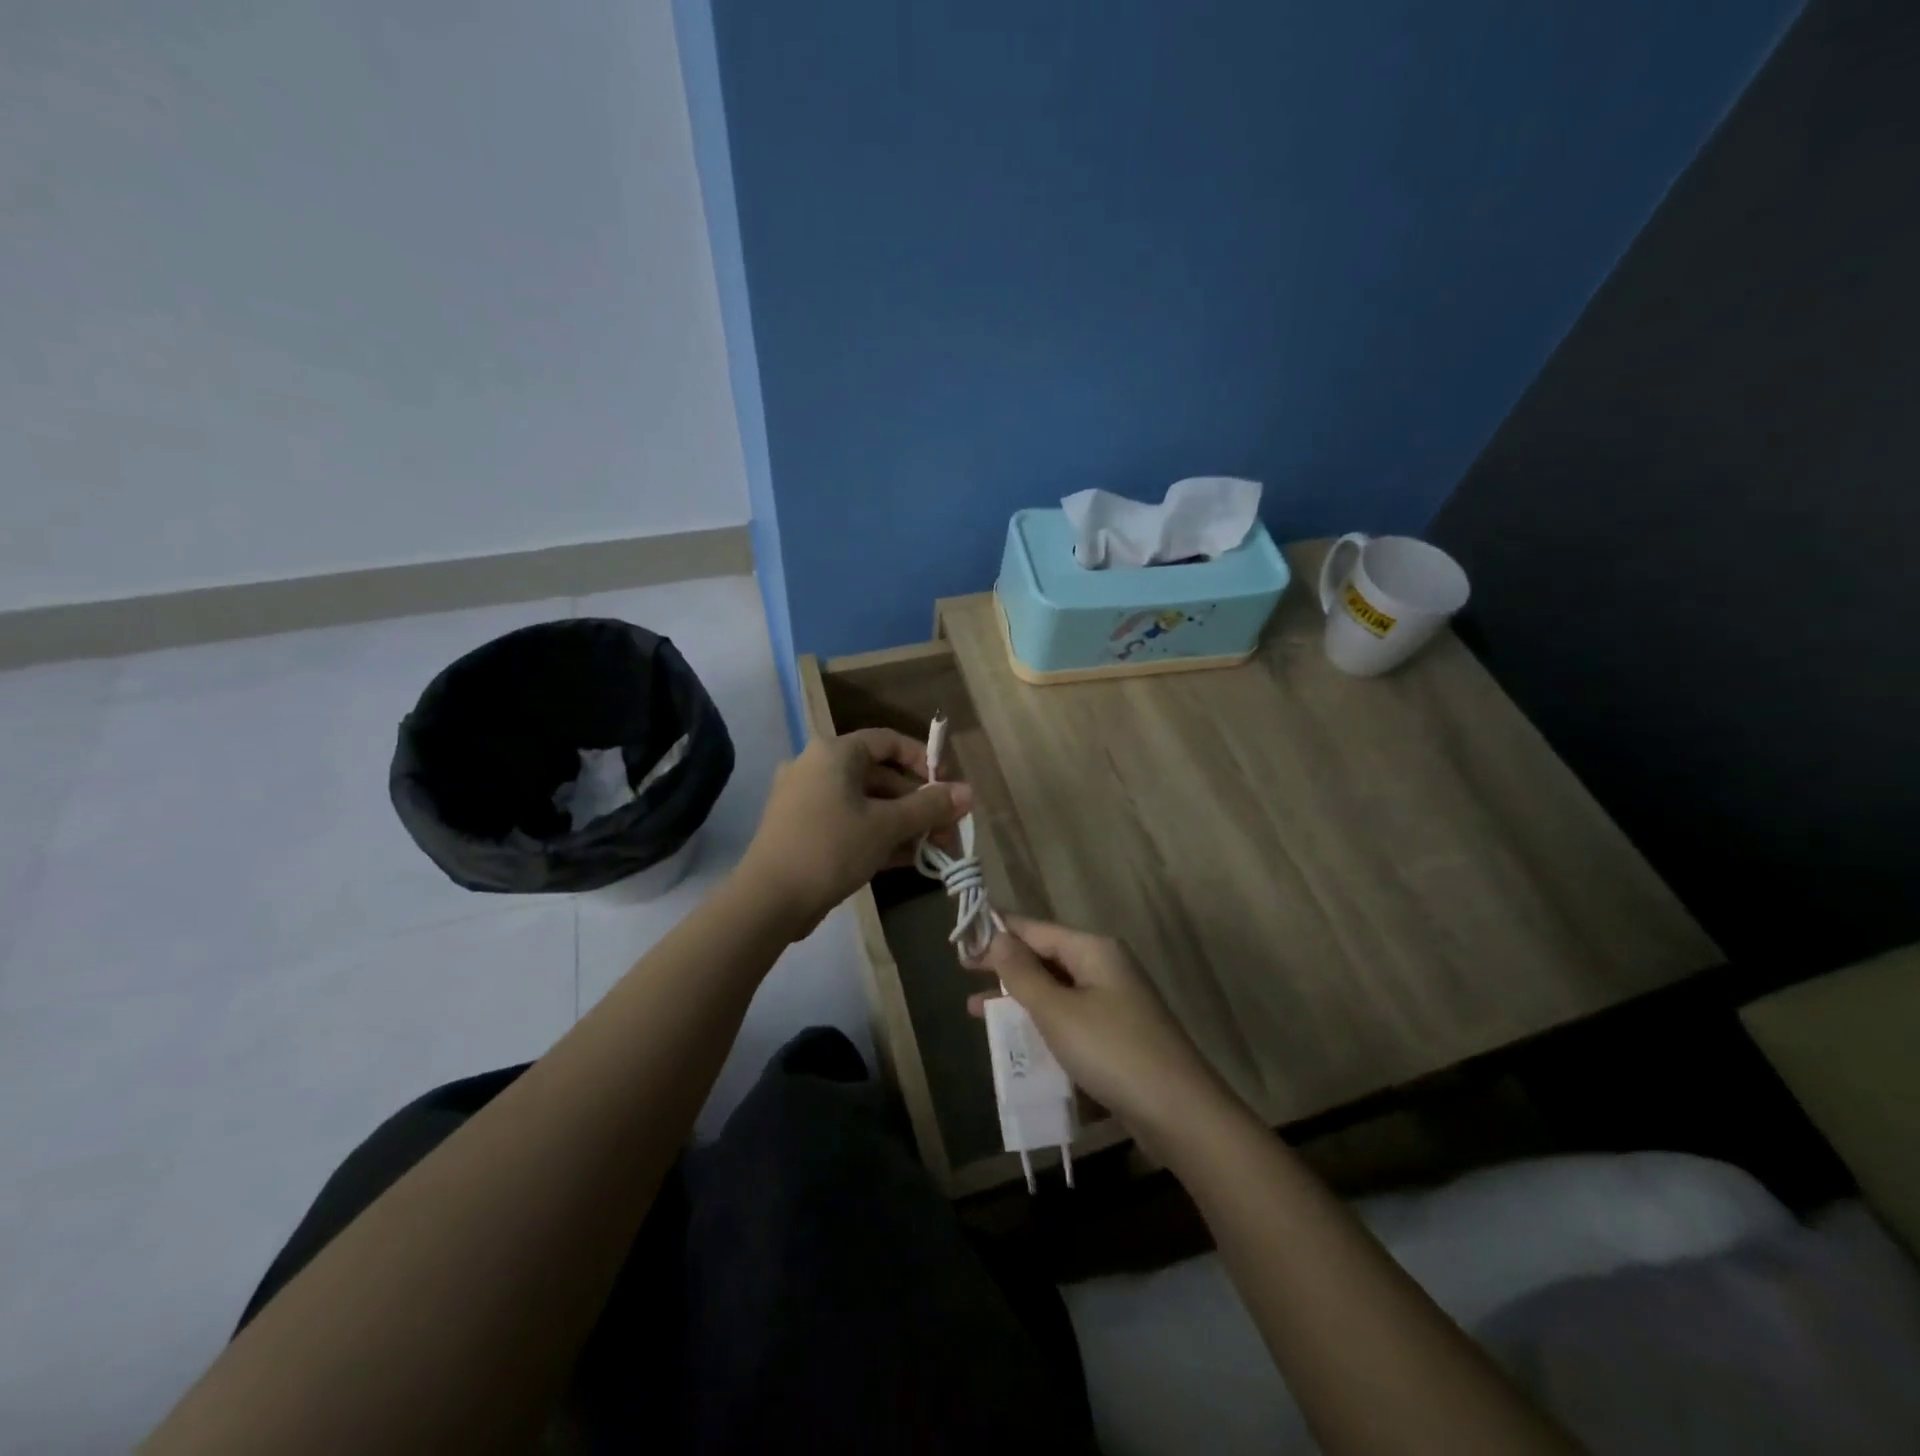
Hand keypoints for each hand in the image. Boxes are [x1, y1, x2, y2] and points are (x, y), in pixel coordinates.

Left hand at [740, 728, 971, 937]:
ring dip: (903, 823)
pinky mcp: (803, 830)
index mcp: (833, 753)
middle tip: (949, 828)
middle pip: (880, 776)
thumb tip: (968, 793)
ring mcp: (807, 800)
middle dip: (918, 803)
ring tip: (936, 848)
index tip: (947, 786)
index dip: (922, 760)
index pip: (887, 741)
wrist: (769, 900)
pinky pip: (850, 823)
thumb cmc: (831, 847)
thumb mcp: (886, 826)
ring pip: (866, 804)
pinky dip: (879, 836)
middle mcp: (817, 767)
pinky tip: (910, 859)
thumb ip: (929, 807)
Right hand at [967, 916, 1235, 1156]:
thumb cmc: (1111, 1051)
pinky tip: (1017, 1040)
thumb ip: (1022, 973)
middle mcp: (1105, 967)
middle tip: (963, 972)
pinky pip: (1069, 1017)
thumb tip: (996, 936)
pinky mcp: (1116, 1034)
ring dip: (1018, 998)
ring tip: (976, 1010)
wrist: (1179, 1113)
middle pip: (1045, 957)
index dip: (998, 932)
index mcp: (1093, 950)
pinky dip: (1041, 1023)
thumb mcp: (1057, 1010)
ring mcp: (1113, 1002)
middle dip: (1005, 966)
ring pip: (1055, 989)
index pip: (1036, 929)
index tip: (962, 939)